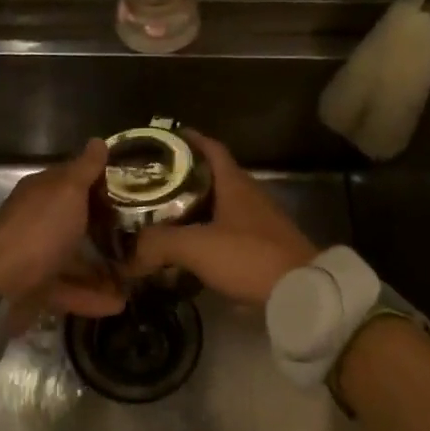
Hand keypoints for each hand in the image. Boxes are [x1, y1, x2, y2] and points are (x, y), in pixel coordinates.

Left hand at [0, 140, 124, 317]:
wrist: (1, 289)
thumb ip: (85, 169)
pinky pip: (70, 289)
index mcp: (41, 193)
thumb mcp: (67, 192)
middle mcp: (37, 220)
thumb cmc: (39, 232)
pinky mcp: (38, 289)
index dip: (101, 182)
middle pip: (76, 220)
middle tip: (142, 233)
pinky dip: (93, 296)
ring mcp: (36, 256)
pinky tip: (119, 303)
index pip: (73, 179)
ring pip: (75, 257)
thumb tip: (98, 141)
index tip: (134, 190)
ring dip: (104, 267)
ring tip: (135, 274)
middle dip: (106, 227)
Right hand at [129, 130, 317, 304]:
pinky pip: (229, 229)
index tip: (164, 139)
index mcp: (235, 183)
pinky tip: (192, 246)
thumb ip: (158, 244)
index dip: (189, 140)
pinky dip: (208, 231)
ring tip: (164, 214)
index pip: (211, 148)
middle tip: (152, 182)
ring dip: (196, 206)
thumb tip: (127, 254)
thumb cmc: (249, 256)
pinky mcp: (264, 245)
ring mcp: (259, 221)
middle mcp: (249, 195)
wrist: (301, 291)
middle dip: (184, 176)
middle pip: (213, 176)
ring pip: (221, 204)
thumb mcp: (196, 246)